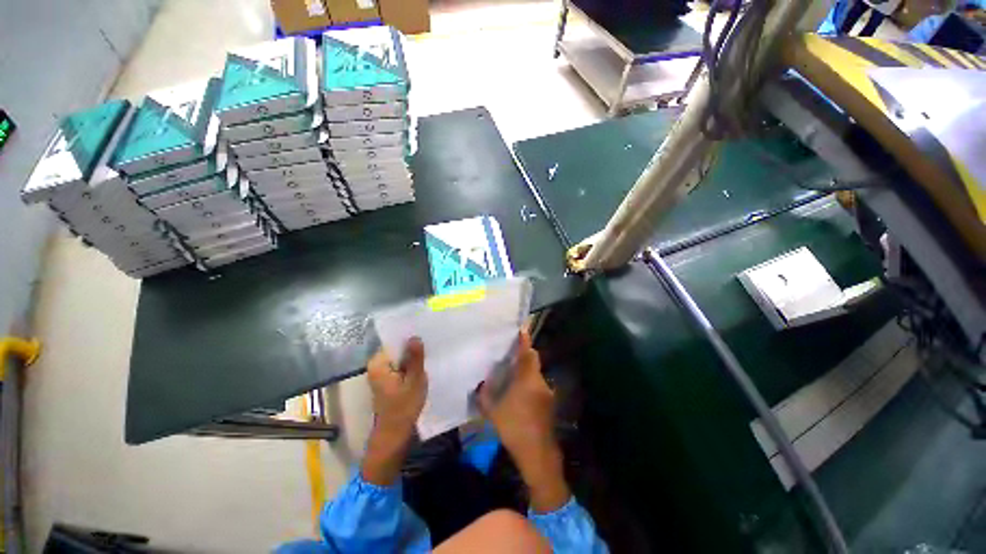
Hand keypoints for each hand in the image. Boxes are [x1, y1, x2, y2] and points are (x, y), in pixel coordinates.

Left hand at [362, 338, 427, 485]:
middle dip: (412, 348)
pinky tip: (421, 365)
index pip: (394, 341)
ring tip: (428, 353)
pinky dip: (409, 365)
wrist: (395, 433)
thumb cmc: (404, 407)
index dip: (409, 337)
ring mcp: (380, 373)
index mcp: (378, 363)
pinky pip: (399, 365)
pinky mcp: (386, 379)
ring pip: (399, 357)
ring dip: (412, 357)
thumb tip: (415, 336)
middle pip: (396, 349)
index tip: (425, 334)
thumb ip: (415, 358)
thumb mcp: (414, 380)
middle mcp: (376, 365)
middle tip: (429, 344)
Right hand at [479, 330, 569, 511]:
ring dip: (525, 372)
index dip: (525, 341)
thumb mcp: (492, 411)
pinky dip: (529, 384)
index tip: (522, 329)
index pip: (528, 353)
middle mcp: (540, 381)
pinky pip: (537, 386)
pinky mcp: (549, 403)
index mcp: (527, 379)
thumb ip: (484, 395)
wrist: (537, 454)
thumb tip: (481, 384)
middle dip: (523, 356)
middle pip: (533, 361)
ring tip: (511, 377)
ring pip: (535, 374)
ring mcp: (547, 392)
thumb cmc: (514, 428)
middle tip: (509, 355)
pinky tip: (519, 395)